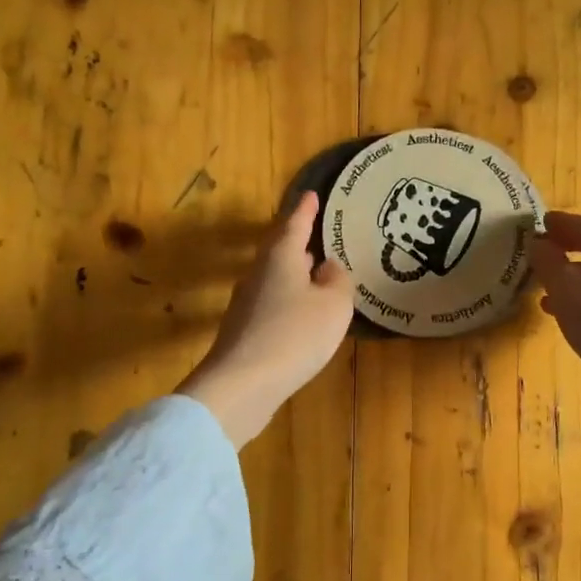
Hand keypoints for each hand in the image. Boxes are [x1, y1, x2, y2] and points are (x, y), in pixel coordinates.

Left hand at [177, 192, 355, 445]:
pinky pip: (273, 304)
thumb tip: (328, 267)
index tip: (312, 195)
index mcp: (280, 257)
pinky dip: (290, 300)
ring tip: (317, 271)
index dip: (306, 210)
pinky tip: (303, 313)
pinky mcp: (245, 331)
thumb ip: (337, 280)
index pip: (295, 224)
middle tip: (318, 233)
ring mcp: (247, 304)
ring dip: (295, 272)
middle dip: (299, 240)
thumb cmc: (295, 335)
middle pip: (280, 249)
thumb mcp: (334, 305)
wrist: (242, 385)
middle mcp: (259, 274)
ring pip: (275, 277)